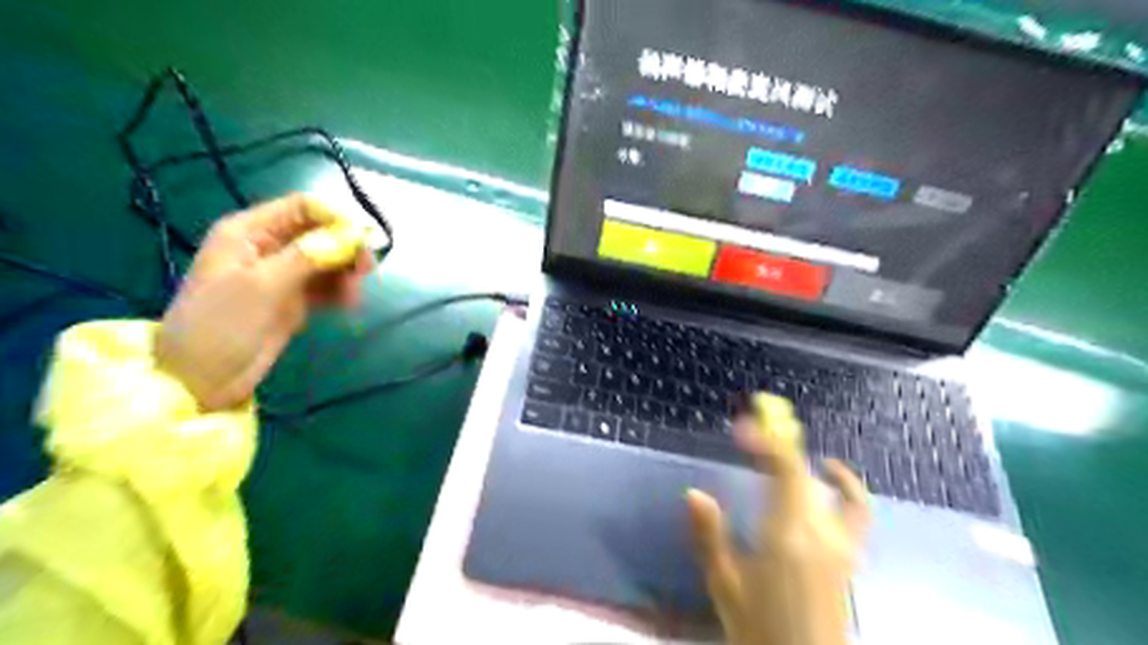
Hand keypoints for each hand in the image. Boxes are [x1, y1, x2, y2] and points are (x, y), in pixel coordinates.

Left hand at [154, 193, 372, 410]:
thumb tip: (352, 234)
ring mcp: (282, 274)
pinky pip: (325, 285)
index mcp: (250, 232)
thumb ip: (308, 256)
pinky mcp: (292, 299)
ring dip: (346, 271)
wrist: (201, 379)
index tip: (365, 239)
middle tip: (367, 270)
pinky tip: (349, 304)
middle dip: (346, 246)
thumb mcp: (263, 285)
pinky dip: (340, 291)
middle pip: (320, 232)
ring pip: (327, 259)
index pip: (303, 207)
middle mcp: (268, 246)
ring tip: (354, 295)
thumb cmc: (221, 324)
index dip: (336, 217)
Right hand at [686, 392, 865, 644]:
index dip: (766, 441)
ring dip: (806, 461)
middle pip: (805, 471)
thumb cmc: (760, 630)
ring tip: (782, 451)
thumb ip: (710, 537)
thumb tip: (693, 493)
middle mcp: (822, 531)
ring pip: (831, 486)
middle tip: (750, 433)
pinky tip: (827, 482)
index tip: (741, 427)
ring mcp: (843, 544)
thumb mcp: (725, 586)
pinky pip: (855, 510)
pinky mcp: (850, 557)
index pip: (785, 469)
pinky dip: (844, 487)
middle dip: (777, 443)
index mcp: (788, 535)